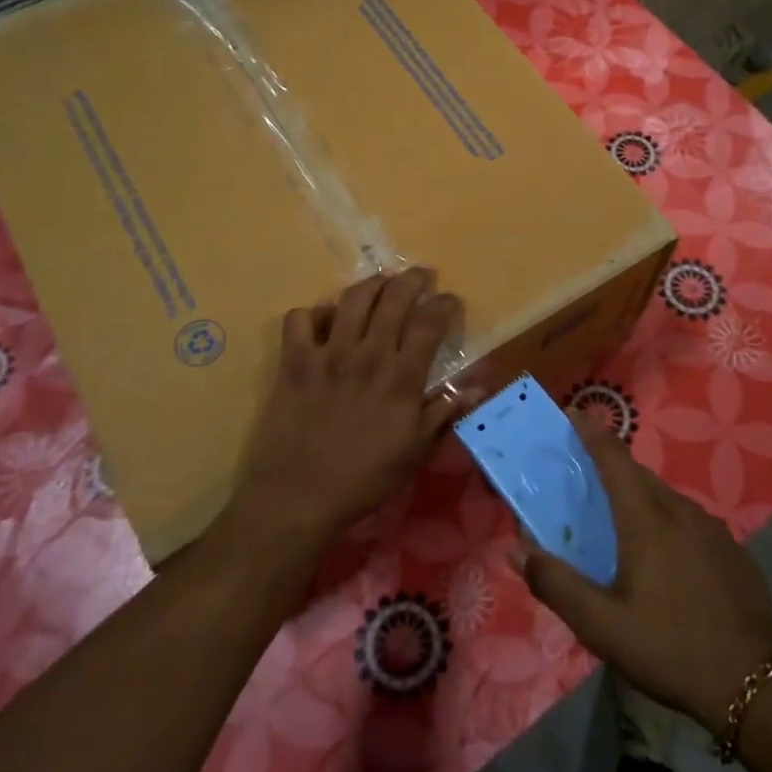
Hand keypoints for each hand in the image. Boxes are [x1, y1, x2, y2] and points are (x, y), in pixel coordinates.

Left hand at [236, 269, 466, 549]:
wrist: (299, 496)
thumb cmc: (365, 478)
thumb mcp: (415, 451)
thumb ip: (443, 412)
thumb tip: (478, 387)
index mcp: (401, 378)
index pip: (429, 323)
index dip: (444, 304)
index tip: (450, 300)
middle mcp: (368, 355)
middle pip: (394, 298)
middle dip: (412, 279)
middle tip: (421, 276)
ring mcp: (328, 354)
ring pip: (352, 299)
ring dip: (371, 284)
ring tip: (380, 283)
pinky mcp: (294, 361)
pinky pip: (299, 319)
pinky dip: (313, 313)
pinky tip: (323, 321)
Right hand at [516, 411, 771, 731]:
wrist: (756, 688)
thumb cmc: (669, 649)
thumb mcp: (602, 626)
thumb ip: (556, 585)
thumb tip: (516, 550)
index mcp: (647, 520)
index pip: (614, 459)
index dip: (592, 433)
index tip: (573, 413)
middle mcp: (682, 512)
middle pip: (640, 476)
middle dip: (612, 469)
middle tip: (586, 481)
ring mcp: (714, 531)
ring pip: (668, 499)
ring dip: (641, 499)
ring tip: (622, 526)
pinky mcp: (734, 553)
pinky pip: (691, 522)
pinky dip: (668, 524)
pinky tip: (666, 562)